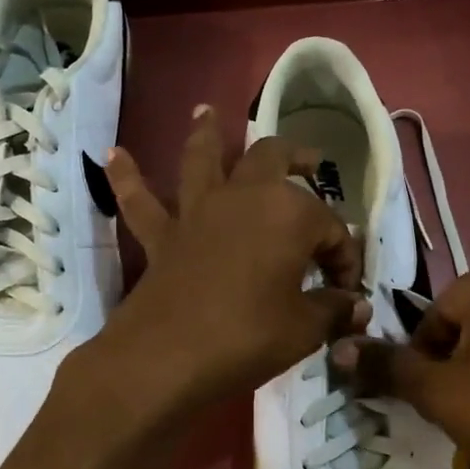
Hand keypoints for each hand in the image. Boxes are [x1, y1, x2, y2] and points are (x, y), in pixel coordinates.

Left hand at [89, 106, 370, 415]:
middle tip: (310, 161)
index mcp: (289, 214)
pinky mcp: (162, 235)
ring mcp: (198, 211)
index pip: (331, 229)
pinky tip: (113, 155)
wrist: (168, 357)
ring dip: (206, 134)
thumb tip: (356, 307)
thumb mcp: (304, 329)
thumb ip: (333, 311)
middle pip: (272, 159)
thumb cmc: (248, 336)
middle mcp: (244, 197)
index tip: (346, 292)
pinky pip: (141, 201)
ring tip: (206, 111)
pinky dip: (128, 177)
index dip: (345, 259)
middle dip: (296, 157)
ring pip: (203, 159)